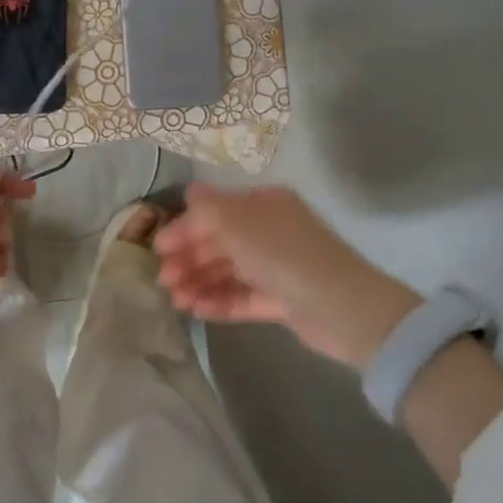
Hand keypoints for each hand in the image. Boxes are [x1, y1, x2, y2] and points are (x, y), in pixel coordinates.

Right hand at [152, 183, 423, 367]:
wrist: (344, 310)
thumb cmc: (286, 256)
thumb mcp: (240, 224)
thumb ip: (208, 209)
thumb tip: (189, 192)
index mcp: (264, 205)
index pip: (215, 212)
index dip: (185, 228)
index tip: (157, 248)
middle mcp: (269, 231)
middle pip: (219, 242)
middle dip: (189, 259)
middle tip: (164, 279)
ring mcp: (276, 266)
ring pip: (228, 271)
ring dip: (199, 282)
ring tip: (177, 300)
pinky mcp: (281, 299)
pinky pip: (242, 296)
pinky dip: (219, 301)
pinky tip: (196, 310)